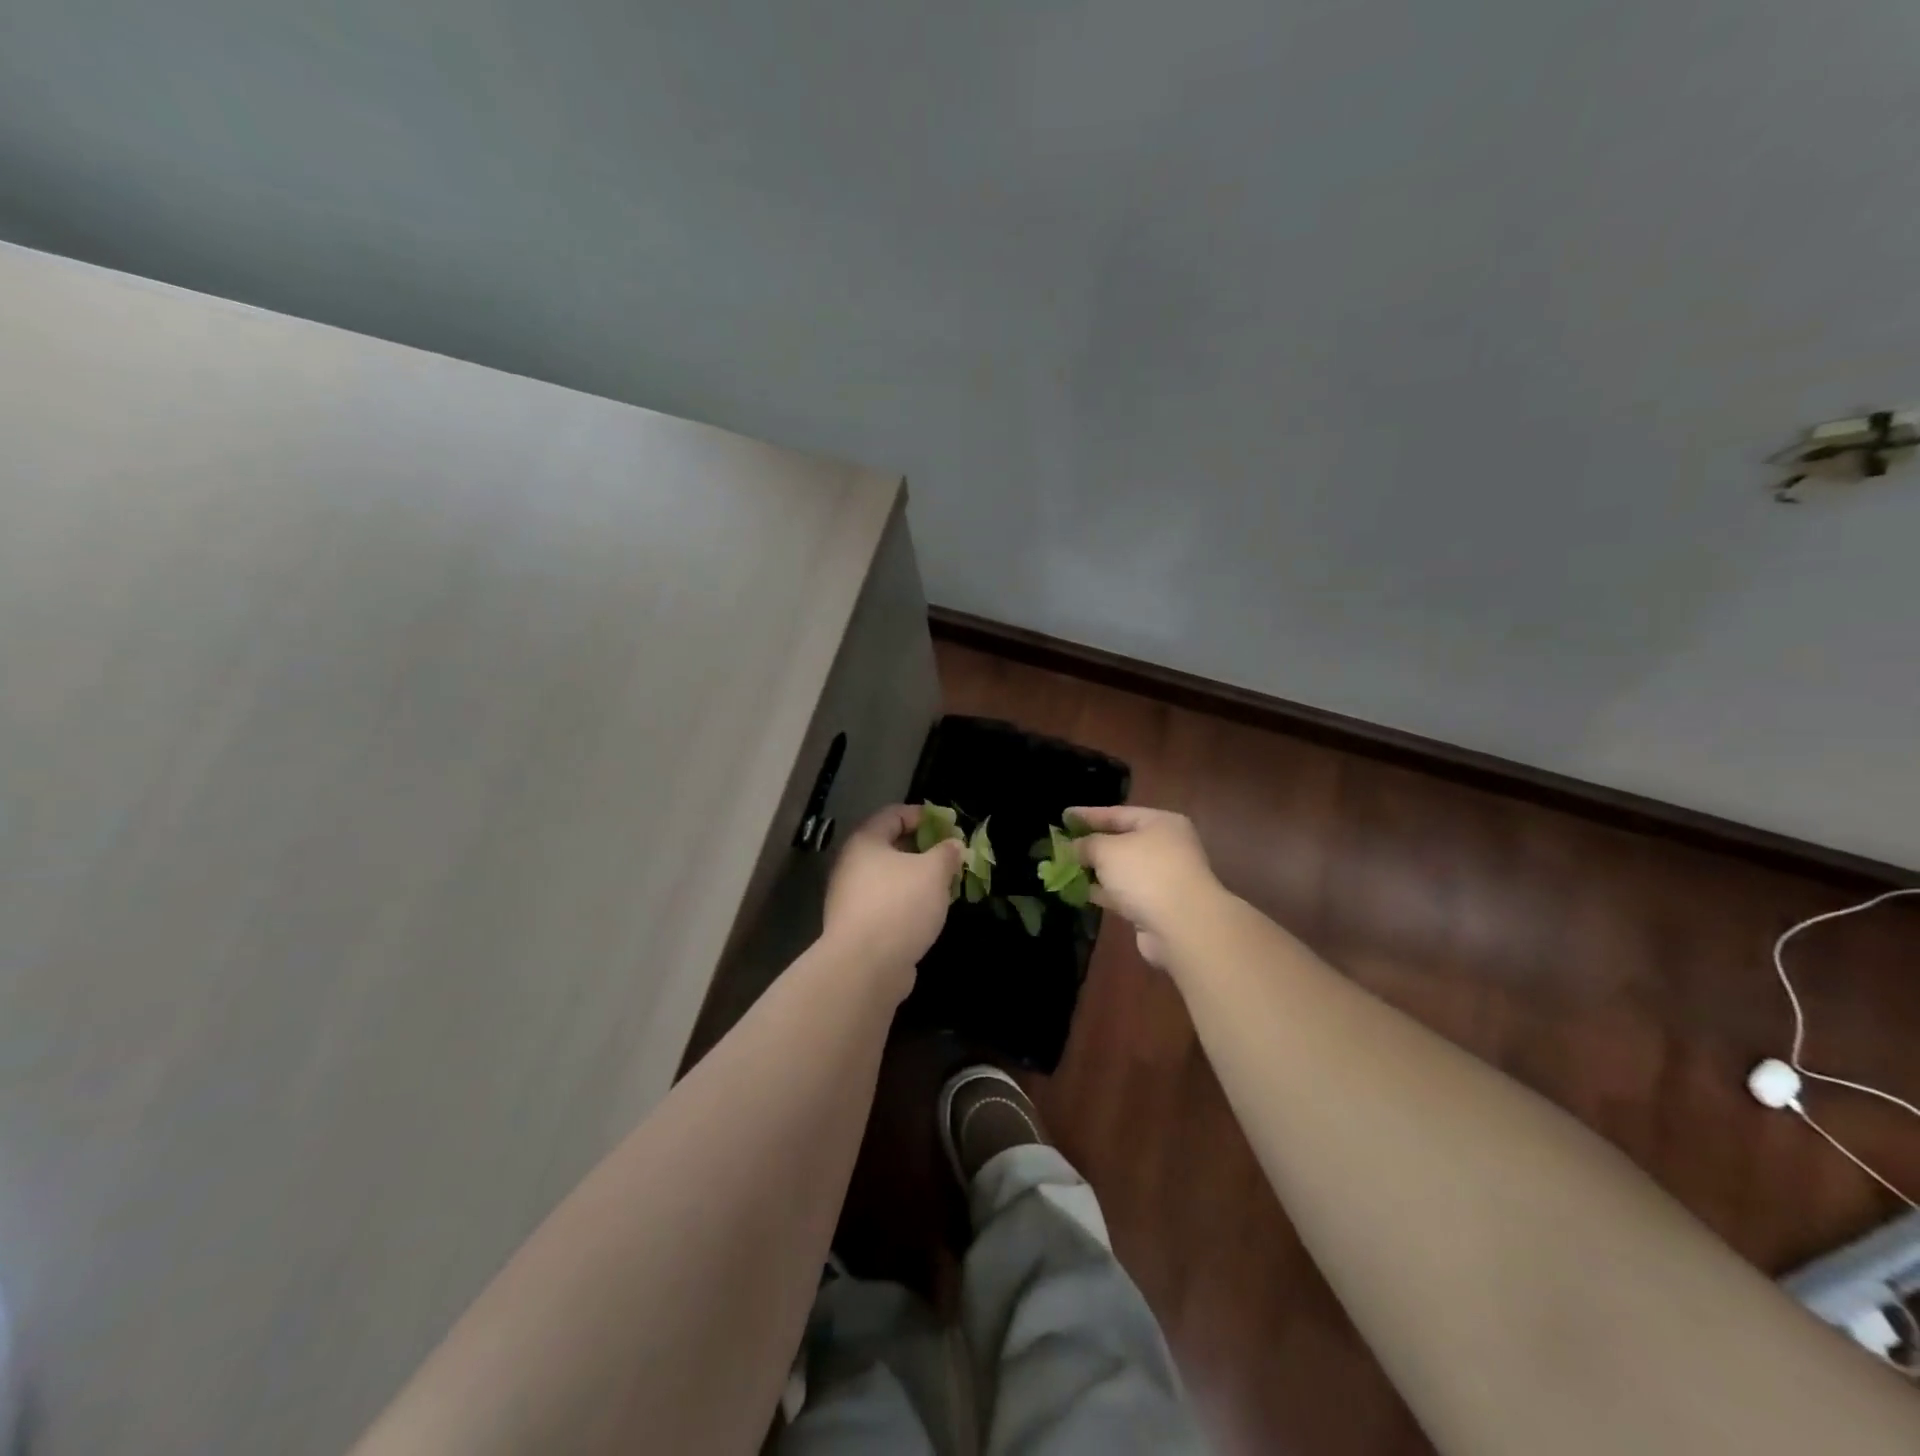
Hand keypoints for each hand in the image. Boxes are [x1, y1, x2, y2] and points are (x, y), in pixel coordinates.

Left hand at [821, 804, 964, 983]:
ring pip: (889, 878)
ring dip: (916, 879)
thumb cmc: (900, 905)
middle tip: (950, 857)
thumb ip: (946, 853)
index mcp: (865, 842)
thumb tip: (954, 845)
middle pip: (890, 847)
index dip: (922, 815)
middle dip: (922, 849)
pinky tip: (927, 914)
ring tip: (944, 886)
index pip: (893, 814)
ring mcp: (850, 899)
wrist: (865, 967)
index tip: (949, 825)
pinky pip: (886, 904)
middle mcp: (851, 866)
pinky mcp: (857, 928)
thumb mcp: (933, 872)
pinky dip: (907, 903)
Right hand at [1070, 805, 1225, 968]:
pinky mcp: (1156, 907)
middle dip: (1091, 844)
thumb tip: (1072, 847)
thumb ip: (1086, 844)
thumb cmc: (1146, 873)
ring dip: (1095, 870)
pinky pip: (1123, 893)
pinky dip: (1103, 891)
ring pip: (1121, 870)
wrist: (1183, 926)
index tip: (1064, 816)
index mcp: (1161, 824)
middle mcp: (1166, 847)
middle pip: (1121, 841)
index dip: (1089, 815)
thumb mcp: (1108, 850)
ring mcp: (1163, 879)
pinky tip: (1079, 891)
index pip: (1118, 813)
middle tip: (1061, 844)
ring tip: (1063, 868)